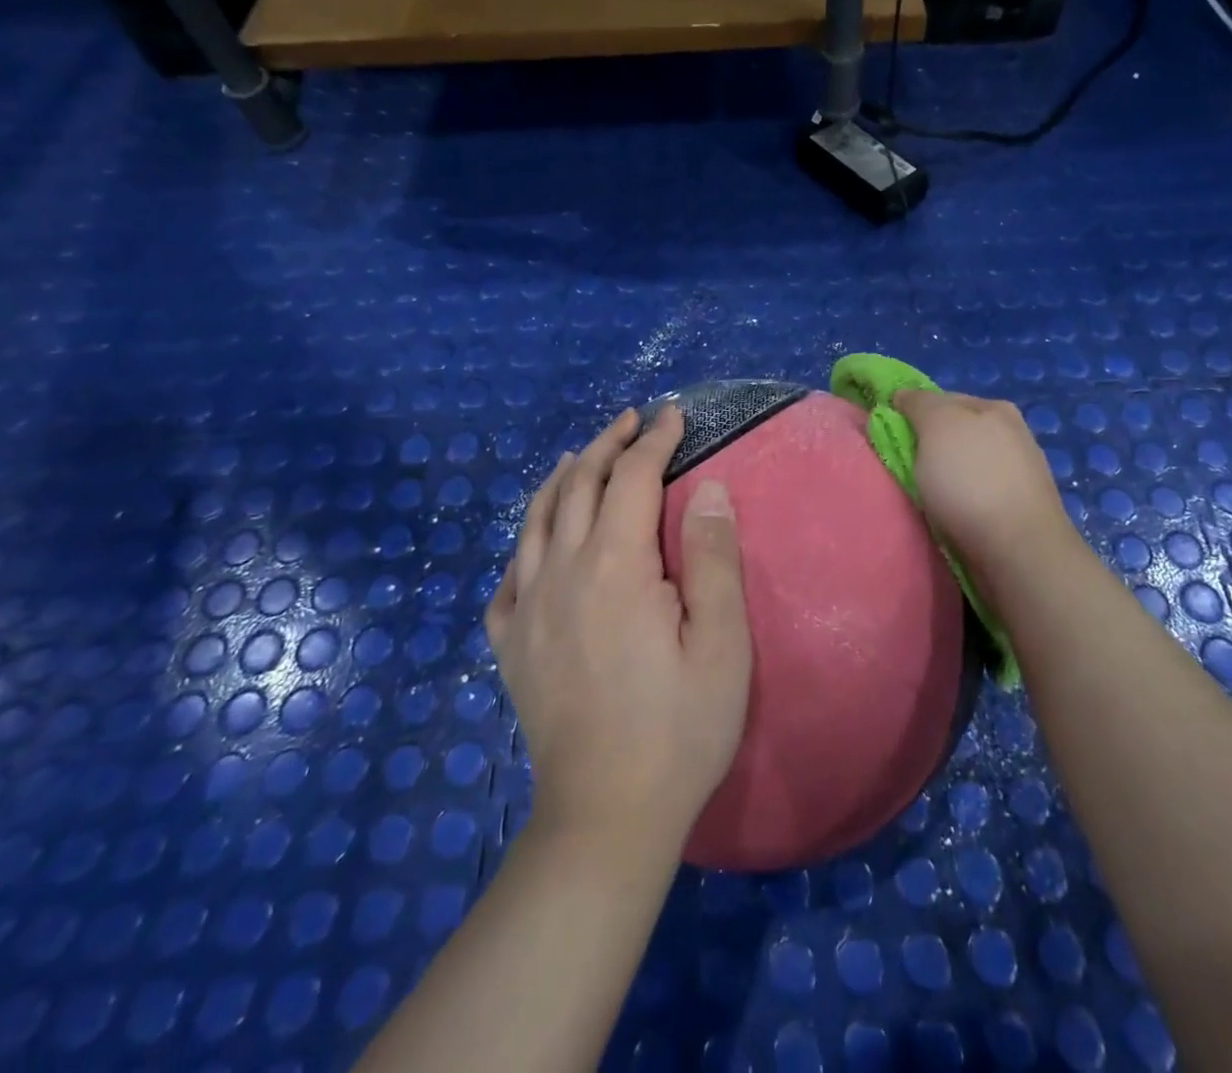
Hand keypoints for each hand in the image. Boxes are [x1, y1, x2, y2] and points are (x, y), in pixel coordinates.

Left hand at [487, 406, 752, 852]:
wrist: (606, 816)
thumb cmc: (680, 729)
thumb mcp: (722, 644)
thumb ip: (713, 559)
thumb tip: (708, 488)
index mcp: (616, 567)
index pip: (633, 478)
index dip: (654, 441)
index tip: (673, 415)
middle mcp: (562, 573)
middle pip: (579, 486)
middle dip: (607, 445)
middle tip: (633, 422)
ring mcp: (526, 609)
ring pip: (536, 520)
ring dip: (563, 478)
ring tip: (583, 456)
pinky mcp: (509, 644)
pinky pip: (508, 574)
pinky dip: (526, 541)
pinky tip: (538, 542)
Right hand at [893, 389, 1078, 610]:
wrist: (1019, 551)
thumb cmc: (972, 480)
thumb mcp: (938, 425)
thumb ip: (919, 403)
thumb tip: (904, 395)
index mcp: (995, 407)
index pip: (941, 399)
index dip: (912, 414)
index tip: (890, 437)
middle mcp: (1012, 434)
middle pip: (953, 433)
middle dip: (928, 449)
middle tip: (903, 470)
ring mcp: (1019, 473)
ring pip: (964, 466)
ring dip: (943, 478)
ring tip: (924, 498)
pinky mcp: (1018, 509)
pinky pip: (976, 494)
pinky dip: (960, 502)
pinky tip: (950, 516)